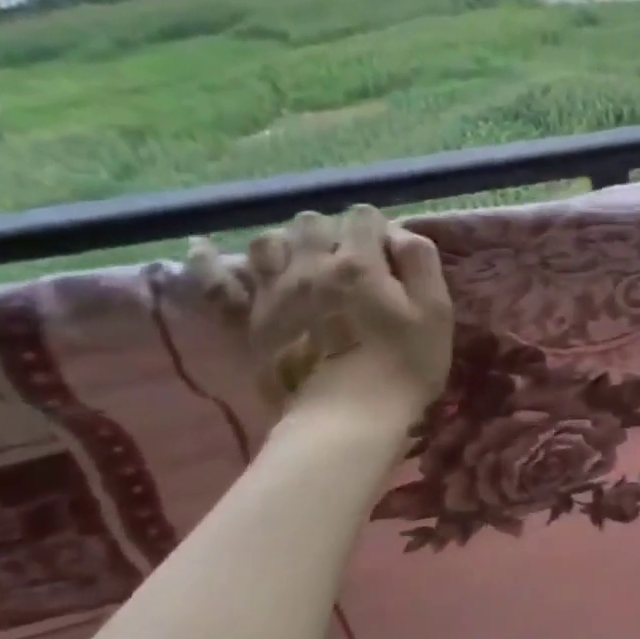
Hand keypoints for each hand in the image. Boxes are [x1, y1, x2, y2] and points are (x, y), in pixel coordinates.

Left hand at [189, 205, 453, 425]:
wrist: (347, 421)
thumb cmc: (404, 367)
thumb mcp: (435, 312)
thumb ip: (421, 262)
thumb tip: (398, 233)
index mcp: (359, 262)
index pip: (364, 217)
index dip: (378, 232)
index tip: (389, 258)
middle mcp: (310, 266)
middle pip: (313, 223)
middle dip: (333, 234)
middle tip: (349, 264)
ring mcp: (273, 292)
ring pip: (268, 241)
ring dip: (287, 245)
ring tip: (302, 265)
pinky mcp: (249, 320)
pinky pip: (217, 282)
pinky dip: (209, 262)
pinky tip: (203, 248)